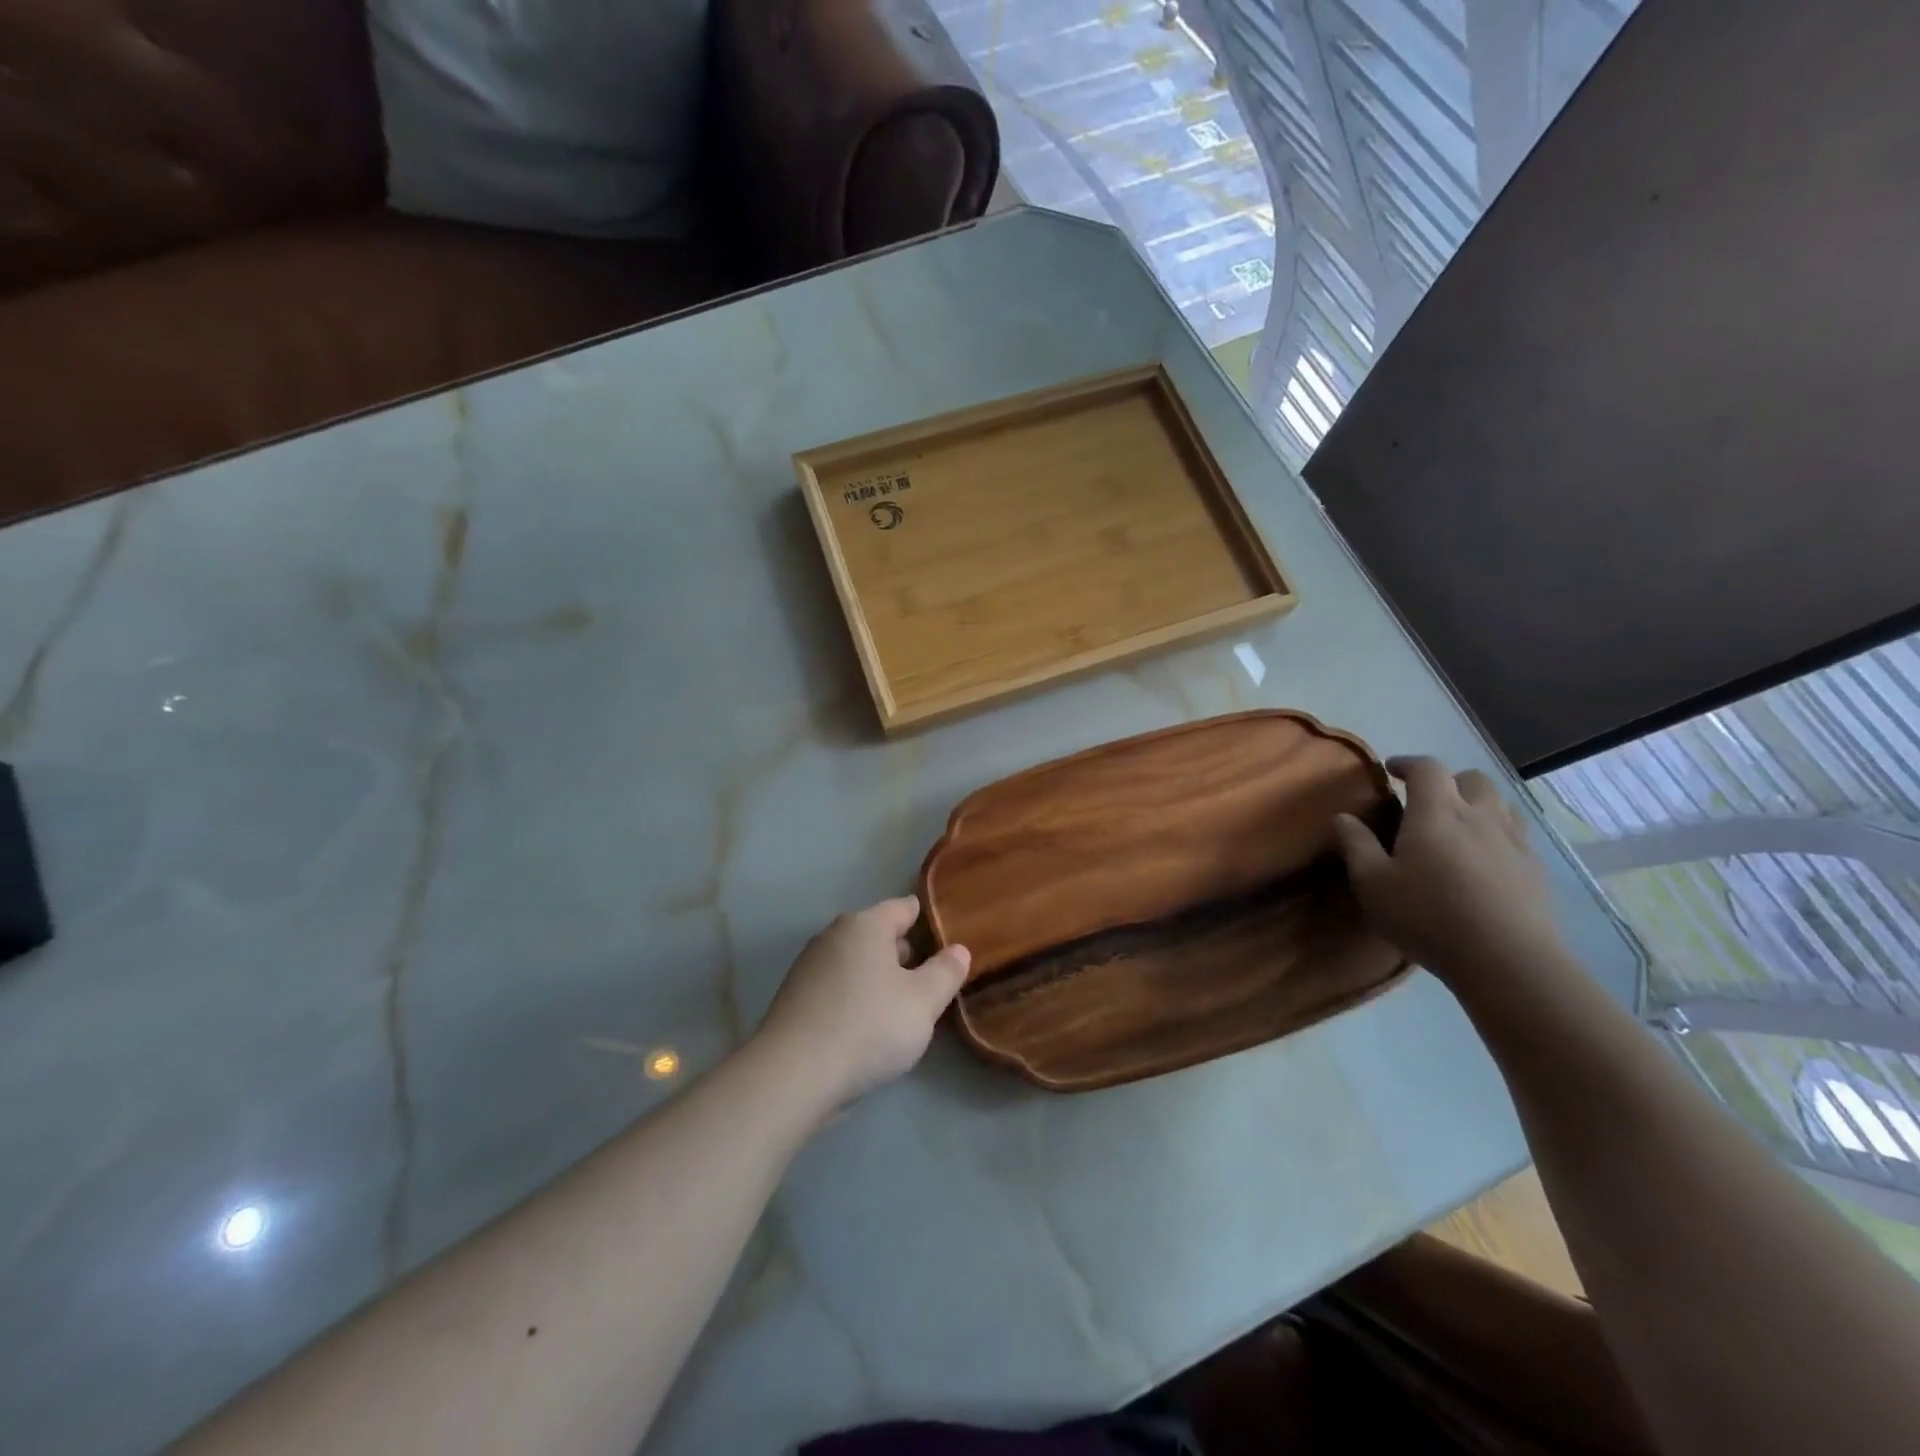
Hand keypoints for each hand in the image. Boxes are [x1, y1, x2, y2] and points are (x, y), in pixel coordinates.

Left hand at [754, 896, 970, 1116]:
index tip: (949, 941)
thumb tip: (958, 950)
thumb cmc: (868, 1027)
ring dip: (879, 979)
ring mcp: (809, 966)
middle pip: (878, 935)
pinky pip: (837, 987)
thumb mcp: (923, 1002)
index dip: (929, 921)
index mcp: (866, 925)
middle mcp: (834, 935)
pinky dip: (855, 998)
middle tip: (932, 981)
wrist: (793, 1076)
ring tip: (902, 1008)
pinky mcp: (795, 998)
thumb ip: (946, 972)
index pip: (904, 908)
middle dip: (905, 954)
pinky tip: (867, 1027)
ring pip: (857, 963)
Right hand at [1332, 756, 1568, 984]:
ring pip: (1501, 805)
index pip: (1427, 768)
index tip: (1391, 770)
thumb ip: (1356, 845)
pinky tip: (1484, 862)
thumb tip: (1342, 817)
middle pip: (1472, 779)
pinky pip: (1517, 836)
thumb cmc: (1428, 916)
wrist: (1508, 961)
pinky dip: (1497, 835)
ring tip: (1459, 827)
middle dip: (1449, 781)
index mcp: (1437, 812)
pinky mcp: (1536, 871)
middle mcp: (1480, 816)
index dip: (1408, 763)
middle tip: (1427, 801)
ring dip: (1478, 805)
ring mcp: (1515, 842)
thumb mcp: (1373, 884)